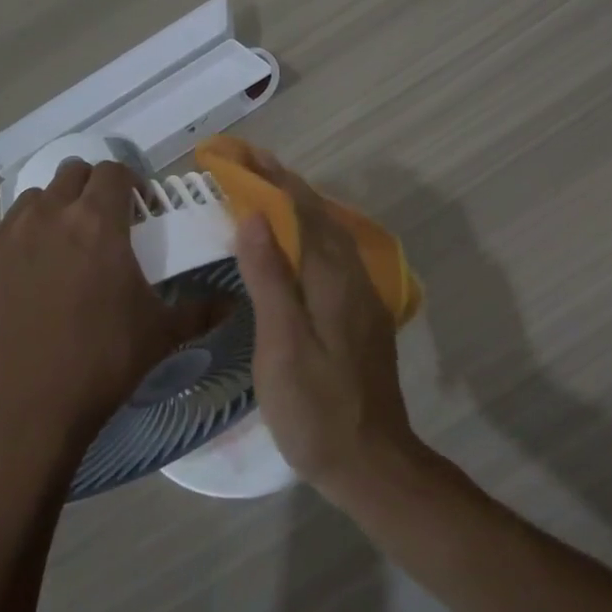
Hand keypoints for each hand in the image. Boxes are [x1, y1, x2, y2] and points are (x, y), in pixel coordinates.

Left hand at [0, 158, 222, 455]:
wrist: (24, 408)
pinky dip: (24, 236)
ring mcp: (10, 235)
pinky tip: (33, 273)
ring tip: (66, 245)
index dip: (130, 182)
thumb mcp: (160, 334)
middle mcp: (52, 214)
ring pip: (36, 198)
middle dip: (92, 188)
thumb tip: (234, 303)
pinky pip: (6, 228)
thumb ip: (200, 311)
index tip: (139, 209)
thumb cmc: (102, 361)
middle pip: (72, 172)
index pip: (114, 170)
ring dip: (56, 208)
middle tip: (105, 222)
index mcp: (99, 221)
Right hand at [232, 155, 420, 500]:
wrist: (371, 459)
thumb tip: (255, 215)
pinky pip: (333, 252)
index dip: (269, 177)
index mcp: (331, 276)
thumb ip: (270, 278)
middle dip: (283, 182)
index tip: (239, 152)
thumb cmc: (316, 408)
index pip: (299, 208)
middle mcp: (352, 273)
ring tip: (267, 186)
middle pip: (317, 213)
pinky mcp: (361, 311)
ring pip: (328, 231)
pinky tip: (297, 240)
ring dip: (298, 202)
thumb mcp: (282, 345)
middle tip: (248, 160)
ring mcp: (361, 293)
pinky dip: (309, 230)